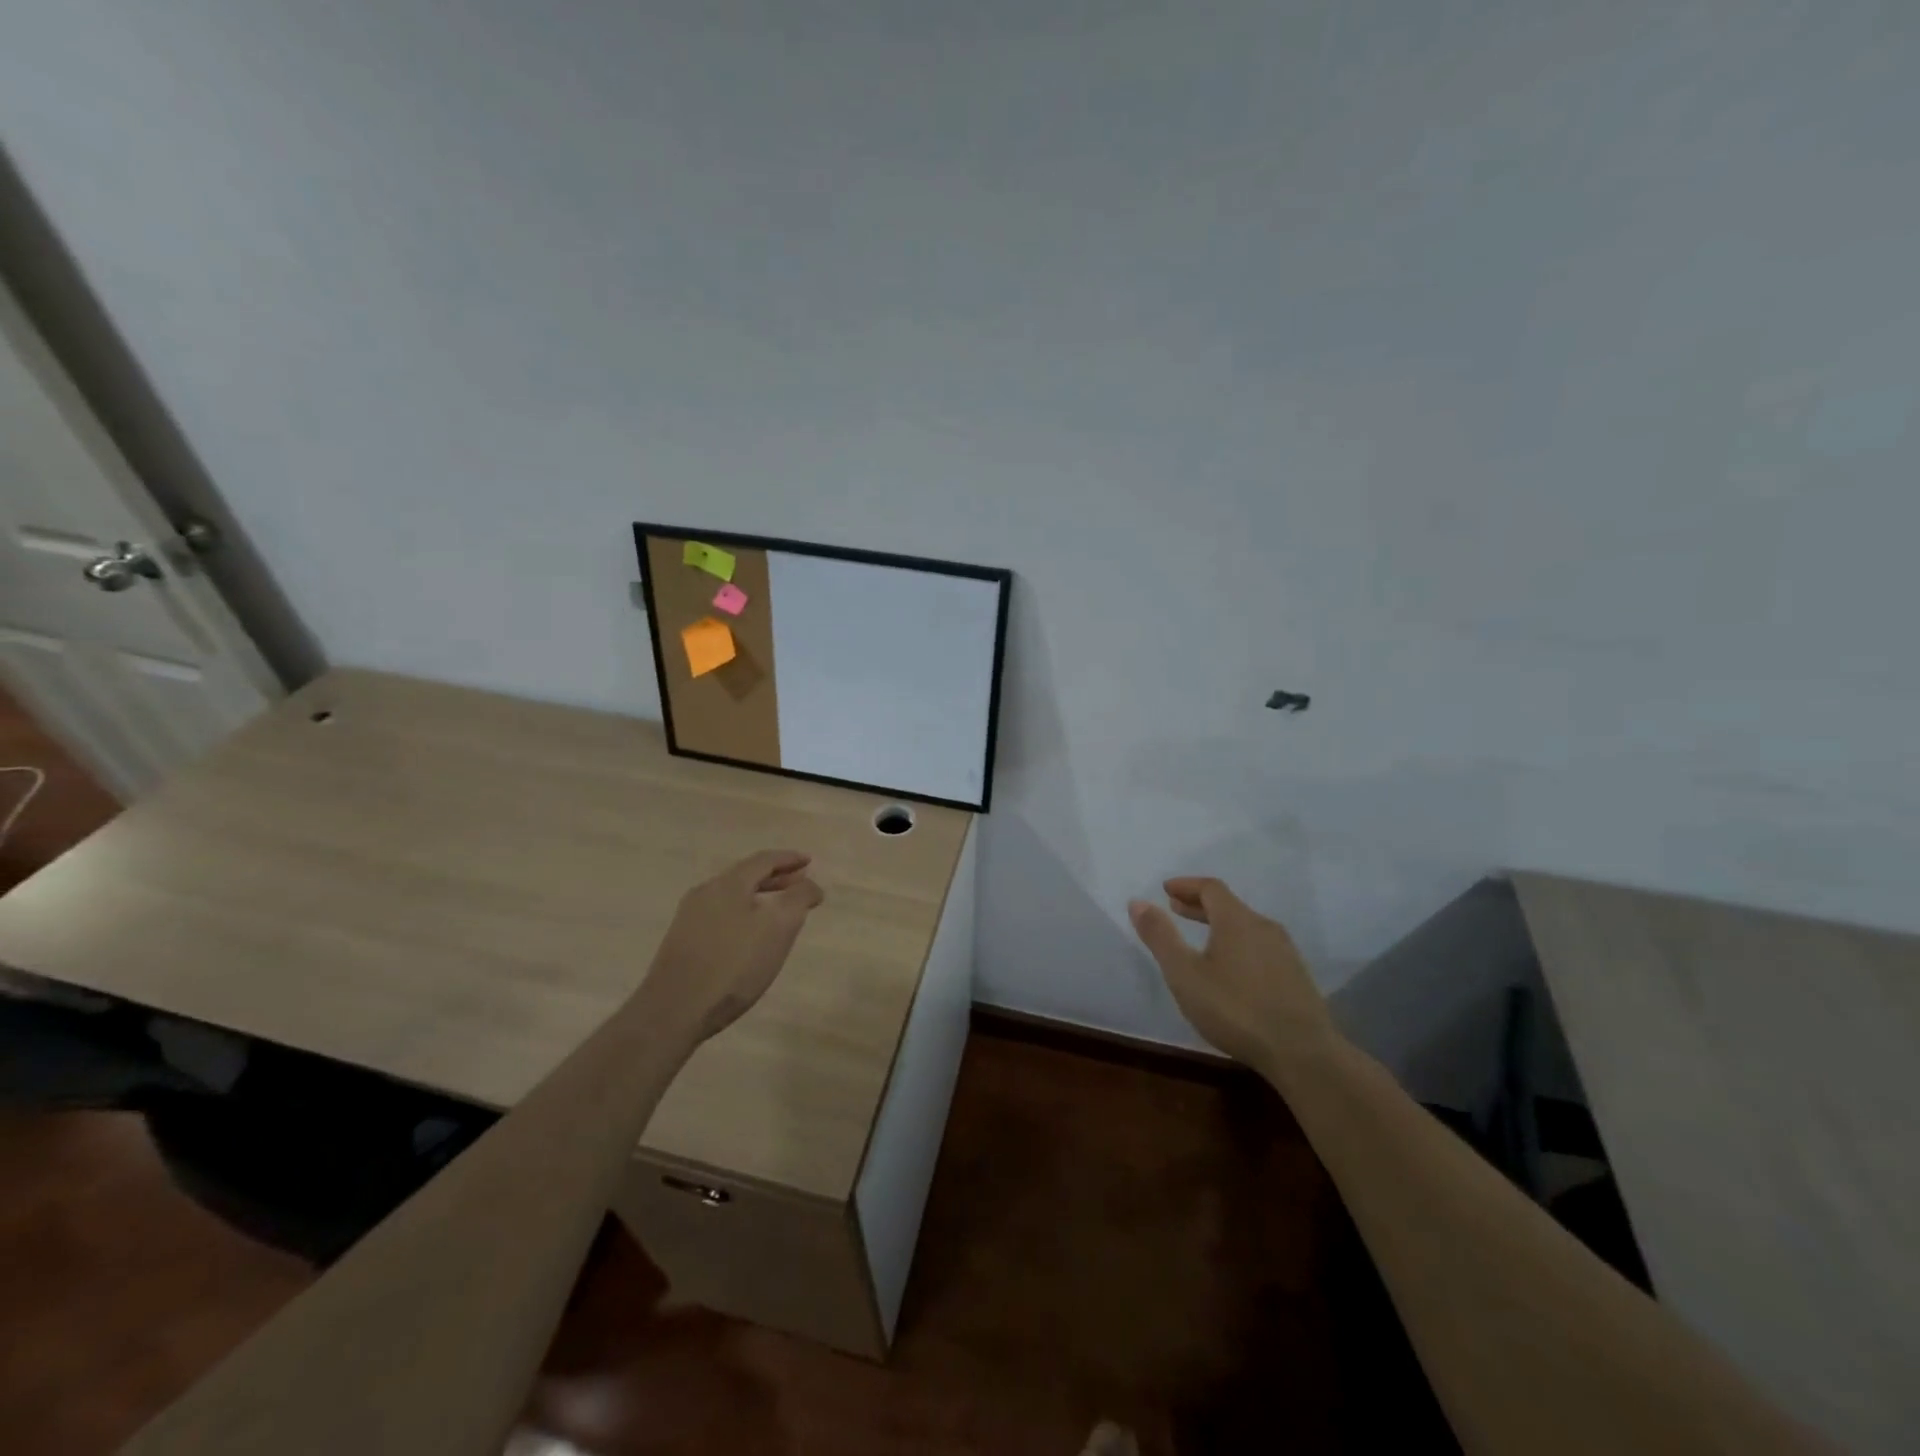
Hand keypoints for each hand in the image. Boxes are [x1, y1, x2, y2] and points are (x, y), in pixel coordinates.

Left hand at [643, 850, 825, 1042]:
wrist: (673, 1011)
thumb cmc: (733, 965)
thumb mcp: (778, 929)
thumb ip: (798, 900)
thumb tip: (811, 885)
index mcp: (728, 884)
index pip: (764, 860)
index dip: (789, 859)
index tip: (809, 862)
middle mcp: (705, 892)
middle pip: (745, 875)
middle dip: (776, 877)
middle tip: (800, 883)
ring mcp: (690, 917)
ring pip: (732, 896)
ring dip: (759, 896)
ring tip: (779, 910)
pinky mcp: (682, 941)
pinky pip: (721, 914)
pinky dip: (744, 913)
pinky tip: (750, 935)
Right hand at [1129, 877, 1334, 1073]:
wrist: (1303, 1053)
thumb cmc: (1235, 1009)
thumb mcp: (1185, 974)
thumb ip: (1160, 937)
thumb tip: (1138, 902)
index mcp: (1237, 920)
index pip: (1211, 888)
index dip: (1186, 885)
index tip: (1166, 890)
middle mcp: (1264, 927)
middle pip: (1229, 905)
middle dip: (1200, 904)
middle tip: (1176, 909)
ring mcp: (1285, 952)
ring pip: (1246, 927)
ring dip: (1219, 925)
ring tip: (1200, 939)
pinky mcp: (1296, 977)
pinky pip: (1259, 946)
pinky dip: (1237, 944)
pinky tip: (1231, 969)